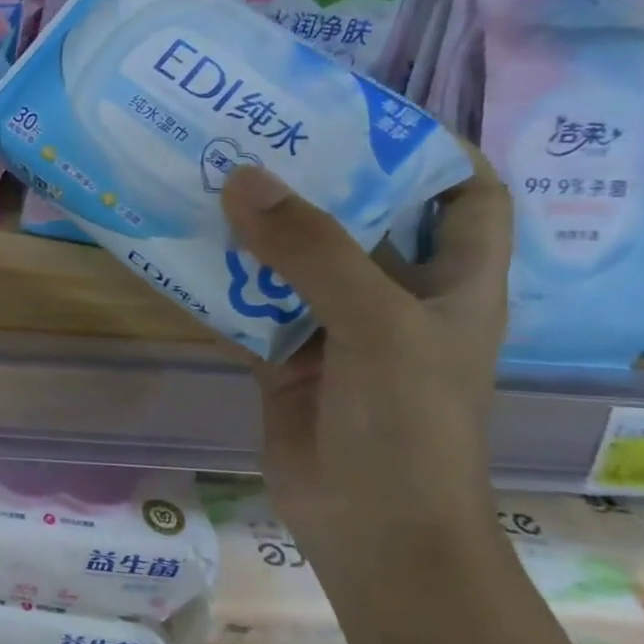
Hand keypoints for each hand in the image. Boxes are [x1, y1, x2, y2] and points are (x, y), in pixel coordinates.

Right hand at [218, 145, 512, 550]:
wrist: (371, 528)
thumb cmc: (407, 423)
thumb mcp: (376, 324)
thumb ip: (311, 249)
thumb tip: (242, 177)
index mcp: (453, 280)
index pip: (463, 194)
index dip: (427, 148)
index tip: (360, 114)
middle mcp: (395, 296)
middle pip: (360, 220)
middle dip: (314, 180)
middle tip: (254, 135)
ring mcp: (334, 329)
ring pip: (293, 262)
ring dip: (255, 229)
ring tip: (206, 179)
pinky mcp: (283, 359)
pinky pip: (247, 306)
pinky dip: (219, 282)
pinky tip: (180, 251)